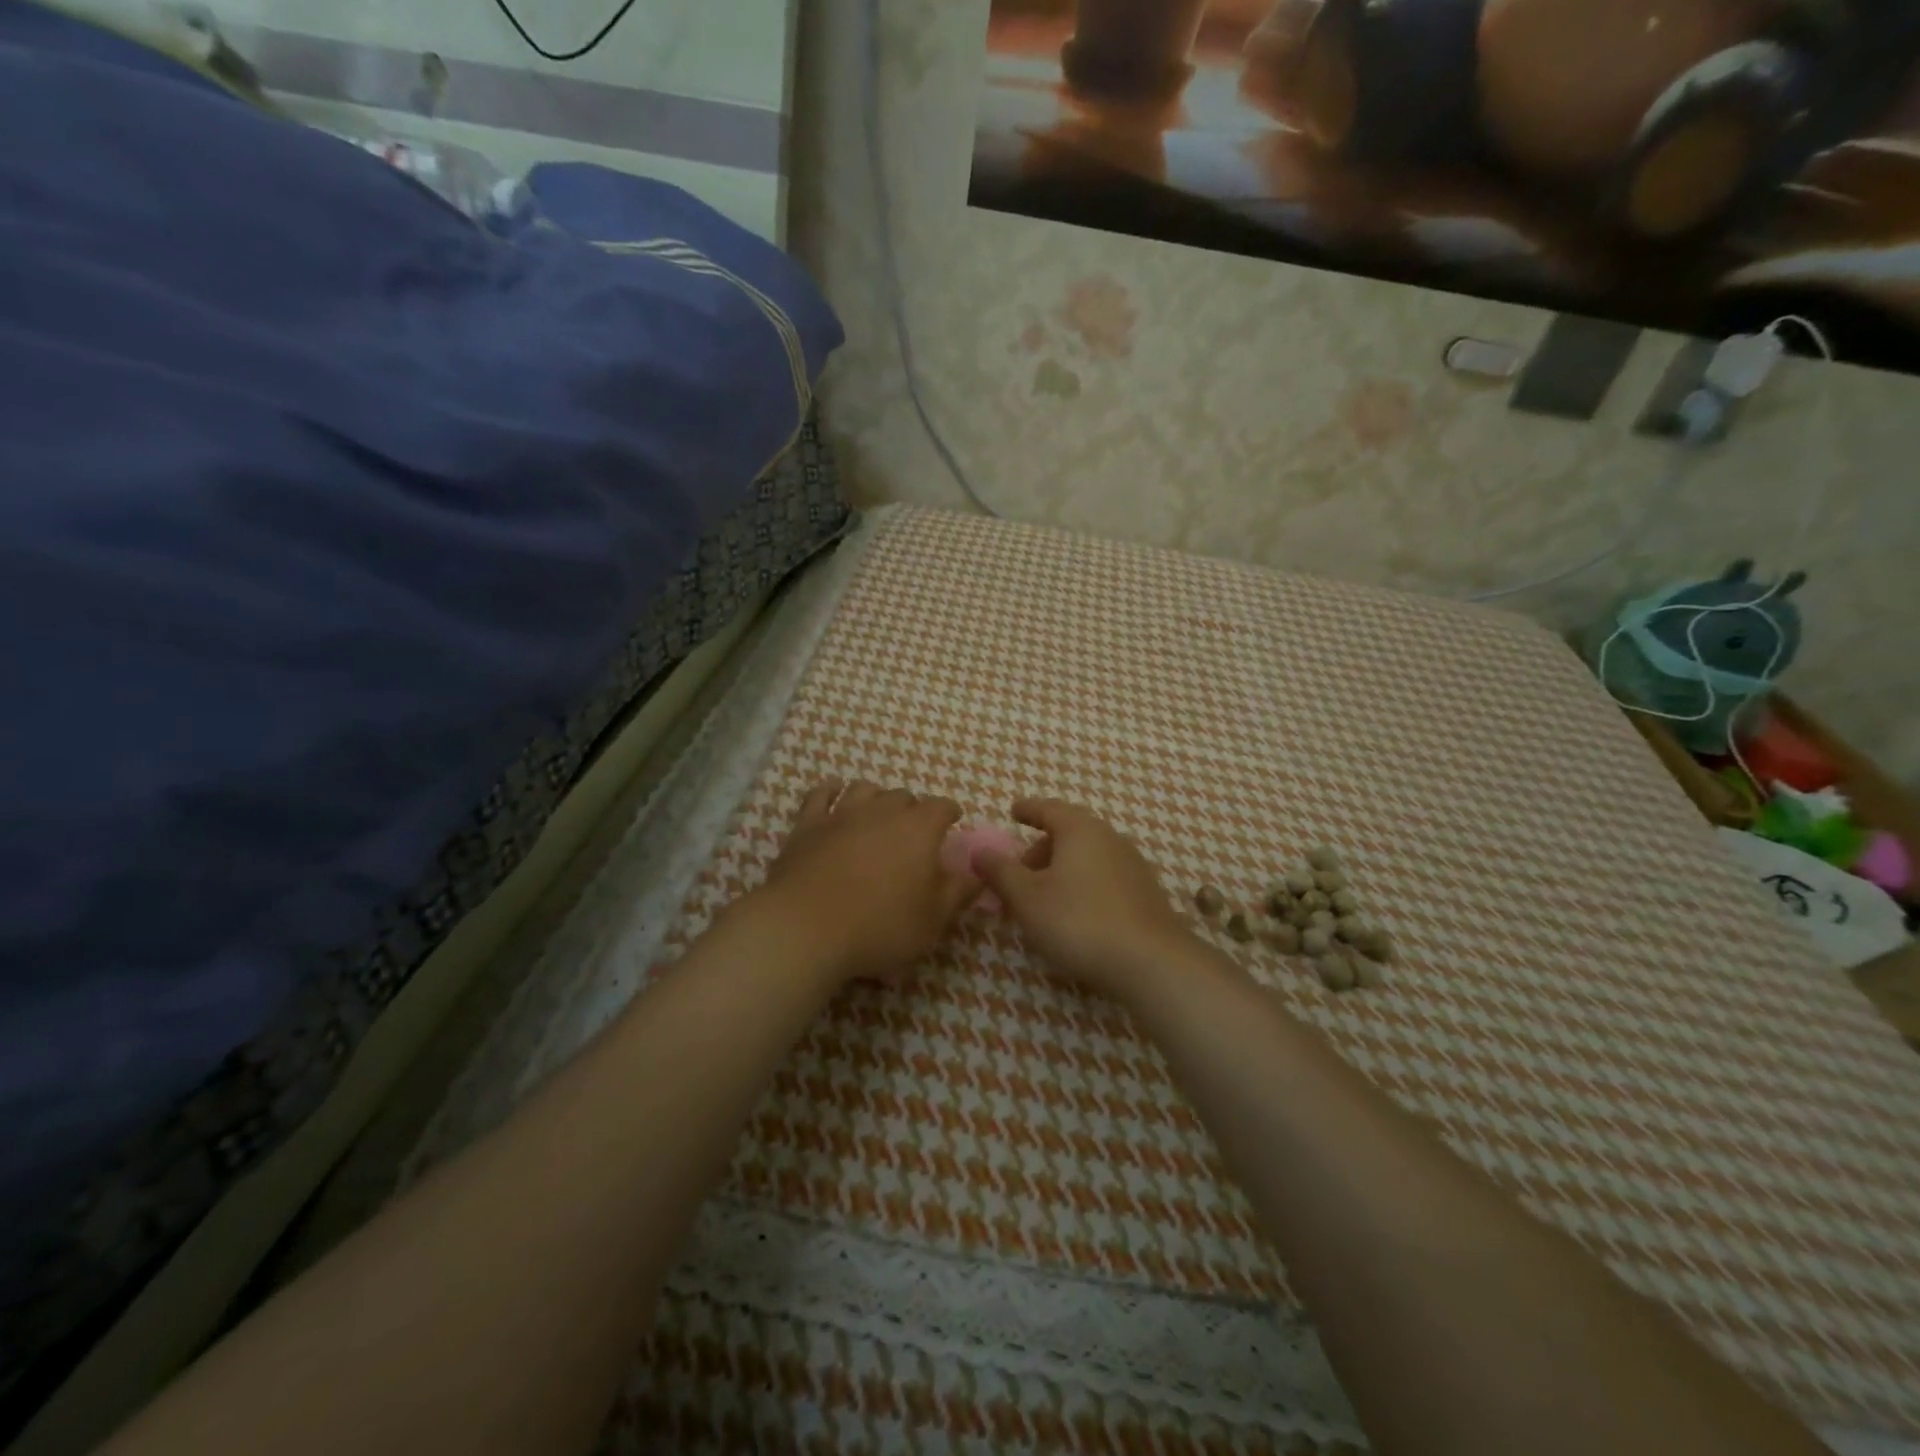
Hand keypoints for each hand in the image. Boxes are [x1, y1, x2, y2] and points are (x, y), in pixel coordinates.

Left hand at [752, 779, 978, 983]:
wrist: (806, 927)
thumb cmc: (880, 926)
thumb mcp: (933, 920)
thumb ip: (959, 893)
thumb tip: (979, 875)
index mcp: (919, 828)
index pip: (942, 807)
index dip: (949, 813)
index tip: (952, 823)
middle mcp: (882, 810)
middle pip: (903, 796)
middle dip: (912, 809)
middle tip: (913, 831)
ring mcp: (841, 813)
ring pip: (864, 789)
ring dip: (875, 797)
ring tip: (877, 812)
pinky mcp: (807, 825)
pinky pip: (820, 795)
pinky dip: (830, 791)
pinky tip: (833, 794)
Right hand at [973, 798, 1196, 1000]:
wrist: (1151, 962)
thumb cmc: (1079, 921)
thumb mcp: (1027, 898)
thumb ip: (1000, 871)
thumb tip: (979, 850)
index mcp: (1080, 829)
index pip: (1049, 808)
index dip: (1028, 809)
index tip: (1014, 811)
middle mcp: (1109, 838)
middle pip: (1069, 833)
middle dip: (1041, 848)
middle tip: (1018, 871)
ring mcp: (1132, 865)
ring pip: (1087, 857)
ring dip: (1061, 869)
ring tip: (1041, 897)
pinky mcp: (1144, 894)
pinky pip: (1103, 877)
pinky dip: (1082, 885)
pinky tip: (1073, 914)